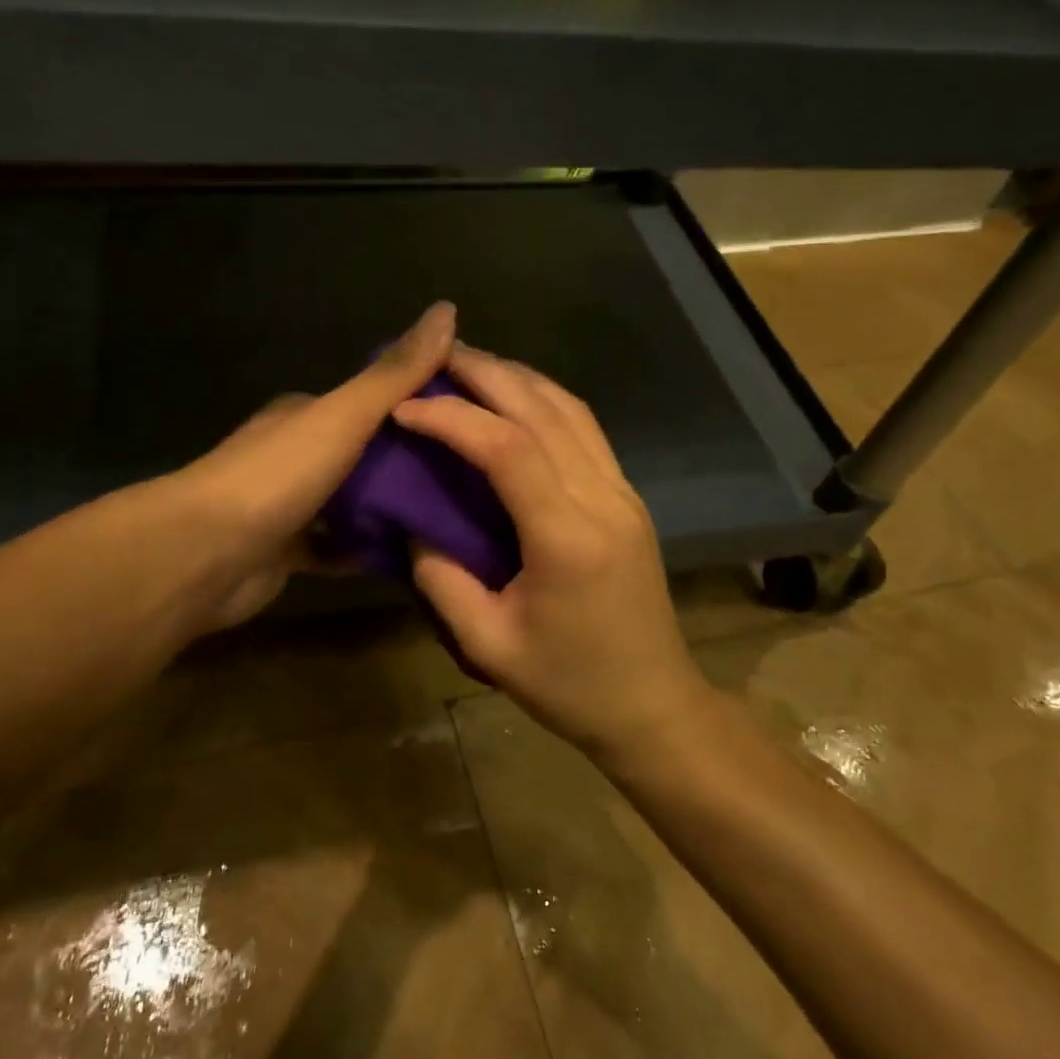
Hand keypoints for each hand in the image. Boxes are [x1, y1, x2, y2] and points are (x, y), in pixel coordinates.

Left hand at [178, 301, 456, 629]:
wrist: (204, 554)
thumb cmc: (276, 476)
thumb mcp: (342, 416)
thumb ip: (394, 374)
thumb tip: (446, 309)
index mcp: (304, 415)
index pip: (368, 400)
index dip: (414, 405)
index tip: (465, 418)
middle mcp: (294, 454)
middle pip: (363, 454)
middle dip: (408, 463)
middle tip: (468, 476)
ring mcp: (289, 505)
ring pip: (352, 503)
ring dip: (390, 509)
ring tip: (450, 516)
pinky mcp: (287, 552)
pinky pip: (338, 548)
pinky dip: (366, 550)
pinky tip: (410, 556)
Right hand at [394, 346, 711, 763]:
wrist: (655, 704)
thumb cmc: (570, 685)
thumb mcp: (489, 645)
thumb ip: (441, 580)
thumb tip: (412, 523)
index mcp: (567, 538)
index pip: (507, 449)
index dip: (452, 418)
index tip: (404, 408)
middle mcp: (602, 499)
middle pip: (542, 410)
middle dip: (485, 373)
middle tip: (434, 354)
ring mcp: (622, 492)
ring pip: (570, 409)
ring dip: (517, 377)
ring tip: (469, 364)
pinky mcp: (628, 496)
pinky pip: (585, 429)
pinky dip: (544, 399)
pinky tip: (514, 398)